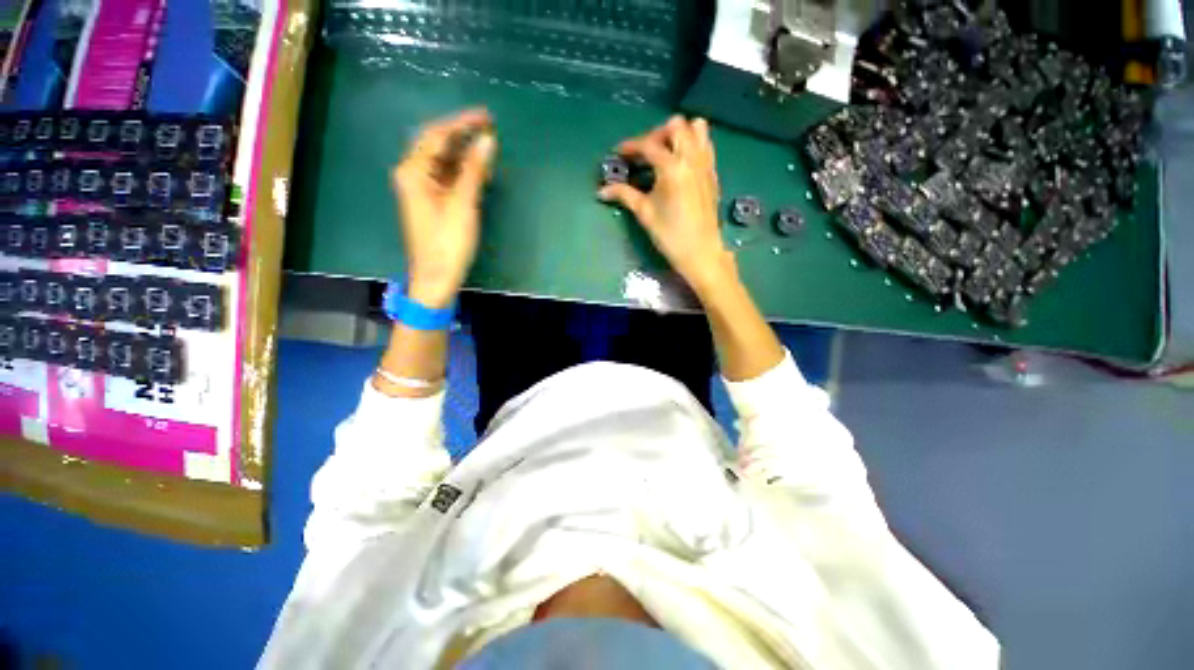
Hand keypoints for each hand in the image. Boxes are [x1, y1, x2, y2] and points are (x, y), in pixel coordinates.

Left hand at [392, 108, 496, 307]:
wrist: (437, 276)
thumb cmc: (448, 242)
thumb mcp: (463, 204)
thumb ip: (474, 170)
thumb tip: (488, 140)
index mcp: (413, 171)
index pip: (437, 135)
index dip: (462, 123)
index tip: (487, 117)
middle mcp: (412, 174)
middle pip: (437, 145)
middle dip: (463, 136)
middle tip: (490, 130)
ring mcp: (421, 189)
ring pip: (443, 162)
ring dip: (465, 155)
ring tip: (489, 152)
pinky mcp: (431, 201)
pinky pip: (446, 177)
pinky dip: (463, 172)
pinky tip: (479, 173)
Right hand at [598, 116, 734, 294]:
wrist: (700, 251)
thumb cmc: (670, 234)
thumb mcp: (644, 213)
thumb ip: (624, 195)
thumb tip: (602, 190)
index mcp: (672, 167)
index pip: (648, 145)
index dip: (630, 147)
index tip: (618, 153)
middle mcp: (691, 158)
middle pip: (676, 126)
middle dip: (656, 134)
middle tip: (644, 154)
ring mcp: (706, 164)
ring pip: (696, 128)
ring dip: (679, 134)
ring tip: (666, 153)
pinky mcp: (713, 173)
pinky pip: (706, 145)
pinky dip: (692, 144)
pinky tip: (681, 164)